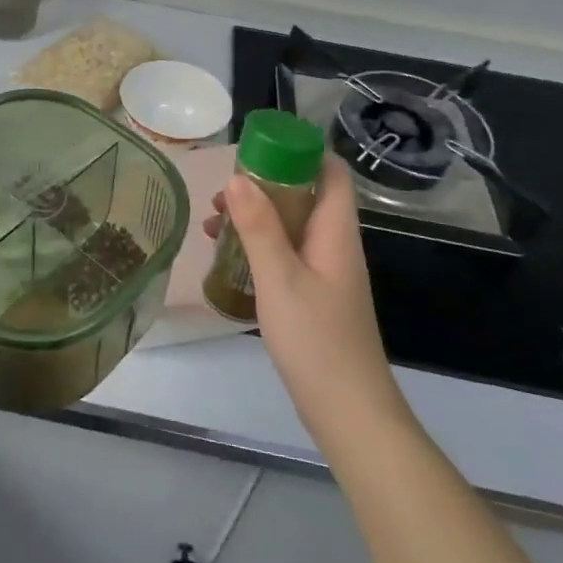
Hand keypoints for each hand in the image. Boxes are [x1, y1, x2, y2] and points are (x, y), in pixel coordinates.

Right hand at [205, 158, 405, 450]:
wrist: (349, 413)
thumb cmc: (317, 340)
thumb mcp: (280, 278)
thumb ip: (259, 227)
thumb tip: (237, 176)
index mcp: (335, 232)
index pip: (331, 172)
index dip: (300, 152)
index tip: (258, 149)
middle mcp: (334, 244)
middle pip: (305, 195)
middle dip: (263, 185)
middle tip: (223, 193)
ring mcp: (325, 272)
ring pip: (291, 226)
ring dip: (255, 217)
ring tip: (213, 223)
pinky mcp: (314, 295)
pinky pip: (285, 253)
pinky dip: (258, 246)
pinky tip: (227, 258)